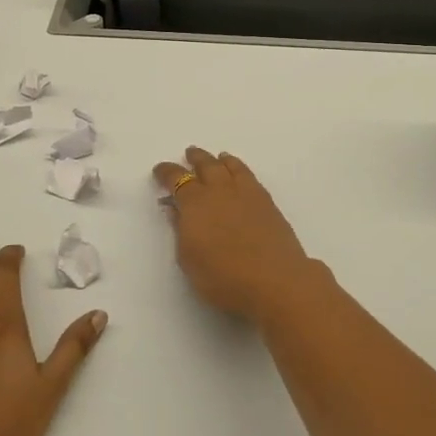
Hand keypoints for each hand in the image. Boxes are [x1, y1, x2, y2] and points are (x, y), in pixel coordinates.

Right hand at [152, 148, 321, 324]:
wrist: (275, 281)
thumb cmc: (223, 277)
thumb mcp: (188, 259)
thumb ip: (180, 230)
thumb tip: (174, 208)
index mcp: (195, 203)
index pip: (177, 179)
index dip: (166, 173)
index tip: (160, 170)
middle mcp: (220, 191)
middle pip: (206, 166)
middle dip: (195, 159)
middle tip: (190, 154)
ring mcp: (246, 194)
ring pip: (230, 166)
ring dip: (220, 160)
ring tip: (217, 158)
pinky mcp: (267, 202)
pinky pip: (249, 175)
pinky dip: (239, 168)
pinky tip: (240, 174)